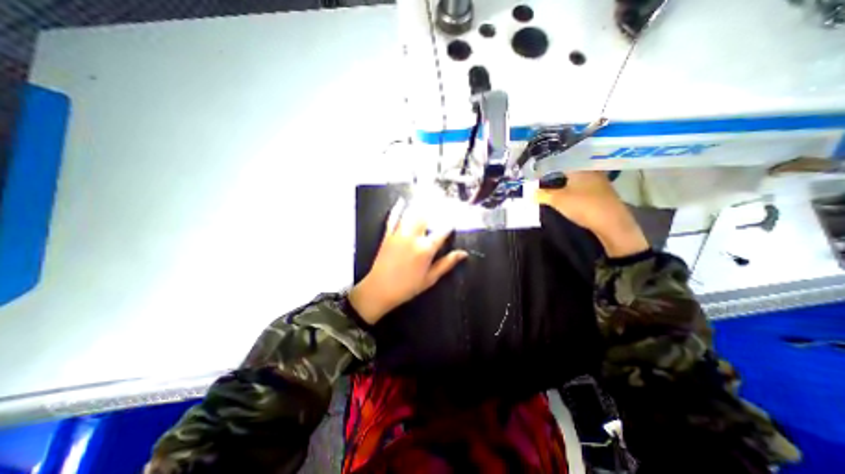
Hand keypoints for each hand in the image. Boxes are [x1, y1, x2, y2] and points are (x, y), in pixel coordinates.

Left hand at [350, 198, 467, 323]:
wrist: (379, 290)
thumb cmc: (407, 287)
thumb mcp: (430, 278)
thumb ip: (447, 263)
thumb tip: (463, 254)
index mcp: (426, 249)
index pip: (442, 231)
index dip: (450, 223)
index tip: (455, 218)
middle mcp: (413, 237)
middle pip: (427, 216)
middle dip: (436, 206)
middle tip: (443, 198)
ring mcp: (399, 234)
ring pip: (411, 214)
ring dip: (420, 203)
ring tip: (427, 194)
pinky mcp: (388, 235)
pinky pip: (393, 218)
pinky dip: (397, 209)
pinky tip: (401, 201)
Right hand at [537, 171, 647, 256]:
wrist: (611, 221)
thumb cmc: (583, 205)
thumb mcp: (557, 200)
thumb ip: (543, 195)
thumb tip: (531, 194)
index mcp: (578, 166)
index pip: (559, 159)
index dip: (546, 164)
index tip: (535, 168)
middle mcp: (588, 169)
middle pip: (568, 167)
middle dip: (554, 171)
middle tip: (540, 176)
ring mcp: (596, 179)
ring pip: (575, 176)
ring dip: (562, 179)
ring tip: (549, 184)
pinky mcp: (599, 190)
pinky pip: (581, 184)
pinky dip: (571, 186)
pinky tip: (564, 192)